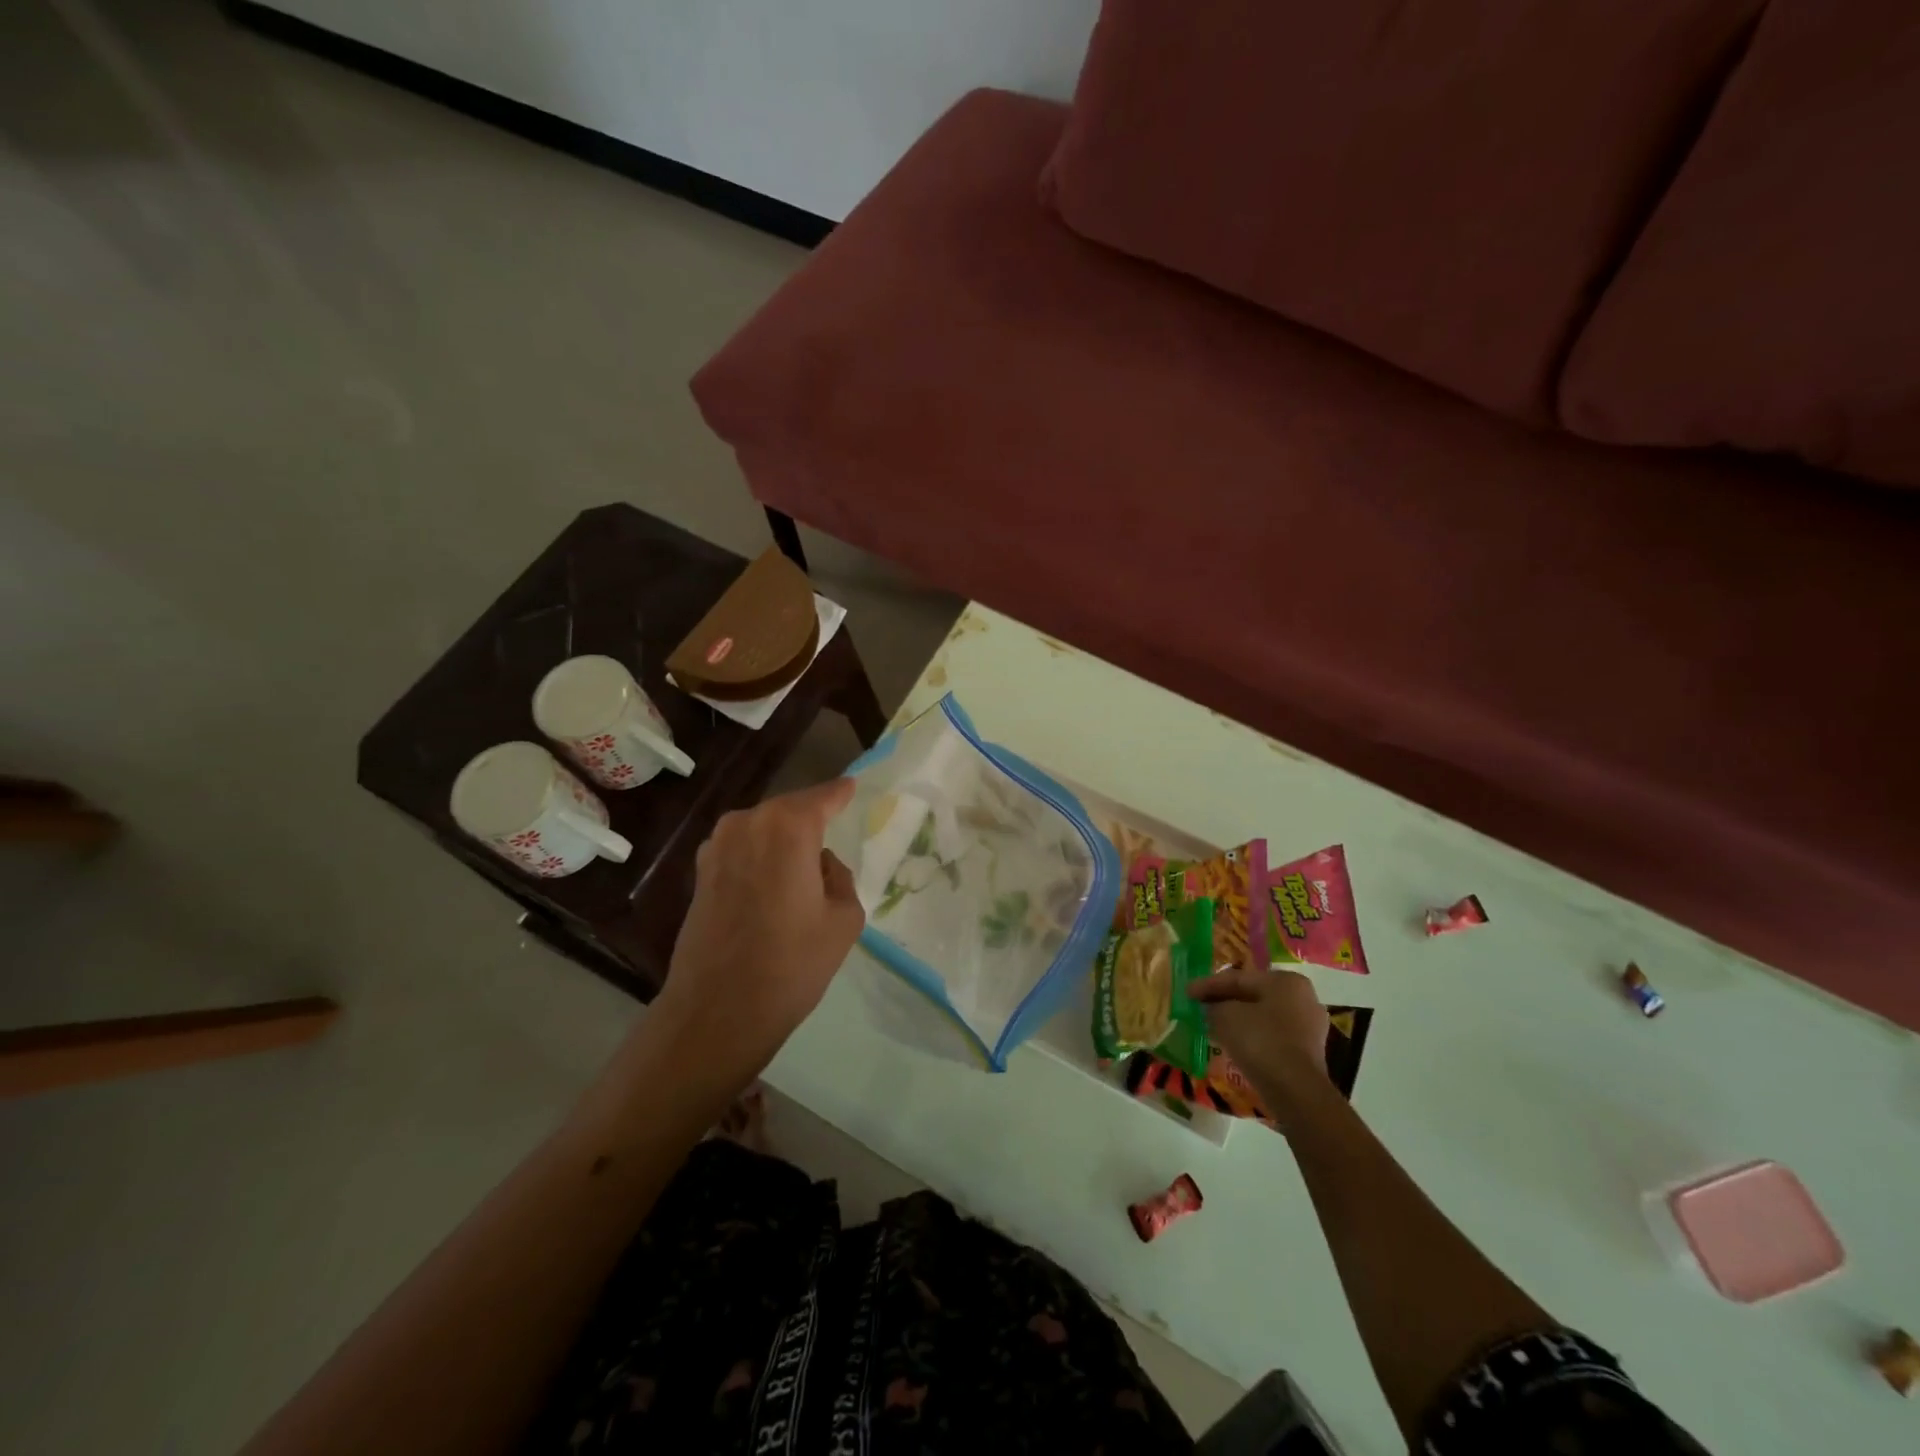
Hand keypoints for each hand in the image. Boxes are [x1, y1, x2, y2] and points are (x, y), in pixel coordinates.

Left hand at [652, 779, 864, 1082]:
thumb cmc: (791, 964)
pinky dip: (760, 858)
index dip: (841, 793)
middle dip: (811, 819)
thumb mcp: (843, 919)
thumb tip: (820, 865)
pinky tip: (773, 887)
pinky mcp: (700, 872)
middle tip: (834, 834)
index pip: (823, 796)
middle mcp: (747, 823)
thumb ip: (840, 877)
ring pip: (763, 829)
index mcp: (788, 827)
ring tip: (803, 869)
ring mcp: (717, 846)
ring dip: (783, 841)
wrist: (718, 1011)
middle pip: (789, 810)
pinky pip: (742, 850)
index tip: (853, 788)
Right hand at [1188, 968, 1330, 1127]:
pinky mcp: (1309, 1052)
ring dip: (1238, 1020)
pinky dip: (1252, 1036)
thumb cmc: (1260, 1041)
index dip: (1208, 985)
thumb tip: (1211, 1008)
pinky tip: (1234, 1043)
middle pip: (1253, 996)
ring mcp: (1310, 1026)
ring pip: (1263, 1017)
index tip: (1187, 992)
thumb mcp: (1224, 1016)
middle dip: (1225, 1001)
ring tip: (1213, 1026)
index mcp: (1285, 980)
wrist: (1295, 1091)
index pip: (1238, 978)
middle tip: (1200, 1007)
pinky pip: (1272, 1036)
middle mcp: (1303, 997)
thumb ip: (1213, 1006)